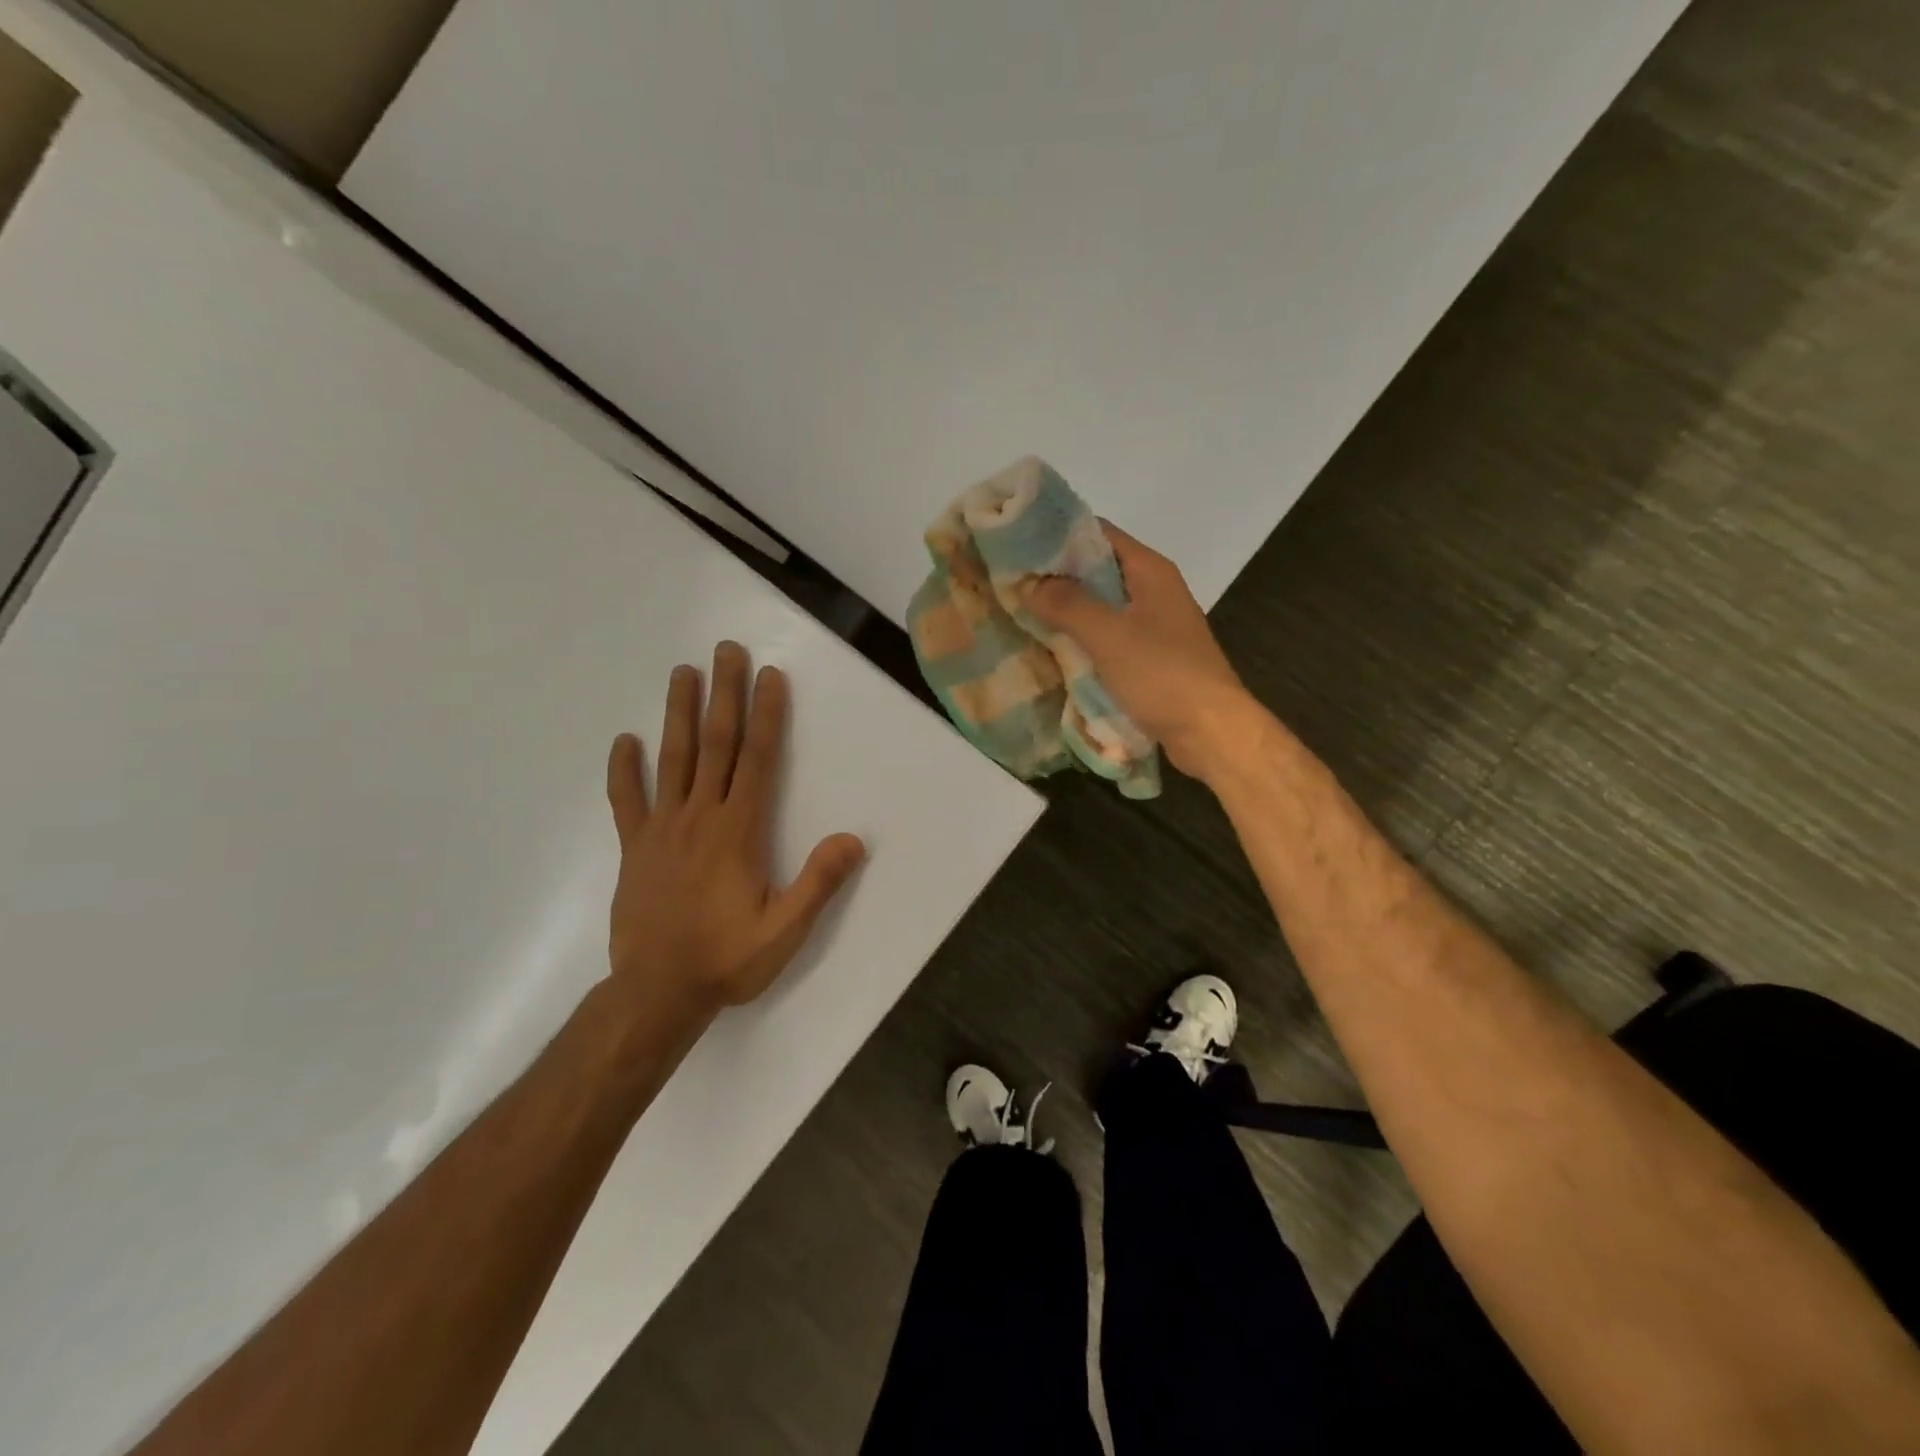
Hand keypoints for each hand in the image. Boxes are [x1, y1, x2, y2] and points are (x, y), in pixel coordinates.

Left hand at [602, 642, 865, 1015]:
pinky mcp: (635, 848)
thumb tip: (853, 839)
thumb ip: (818, 883)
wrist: (656, 994)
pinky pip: (627, 801)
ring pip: (672, 760)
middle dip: (723, 694)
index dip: (765, 715)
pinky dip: (624, 770)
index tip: (769, 676)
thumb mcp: (784, 931)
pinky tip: (624, 741)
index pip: (756, 760)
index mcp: (738, 831)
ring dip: (678, 713)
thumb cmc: (726, 959)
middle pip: (714, 744)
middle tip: (725, 651)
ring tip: (682, 672)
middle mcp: (699, 817)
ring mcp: (661, 830)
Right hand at [1024, 523, 1256, 780]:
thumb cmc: (1162, 675)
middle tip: (1011, 584)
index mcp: (1150, 571)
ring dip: (1067, 612)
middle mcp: (1153, 591)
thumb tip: (1028, 583)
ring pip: (1101, 608)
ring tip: (1021, 615)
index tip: (1017, 545)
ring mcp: (1154, 626)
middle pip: (1097, 571)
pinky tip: (1052, 651)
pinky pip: (1108, 639)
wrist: (1211, 732)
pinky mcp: (1150, 659)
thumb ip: (1067, 604)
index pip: (1098, 534)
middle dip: (1056, 578)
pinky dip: (1082, 641)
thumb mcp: (1109, 635)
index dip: (1058, 535)